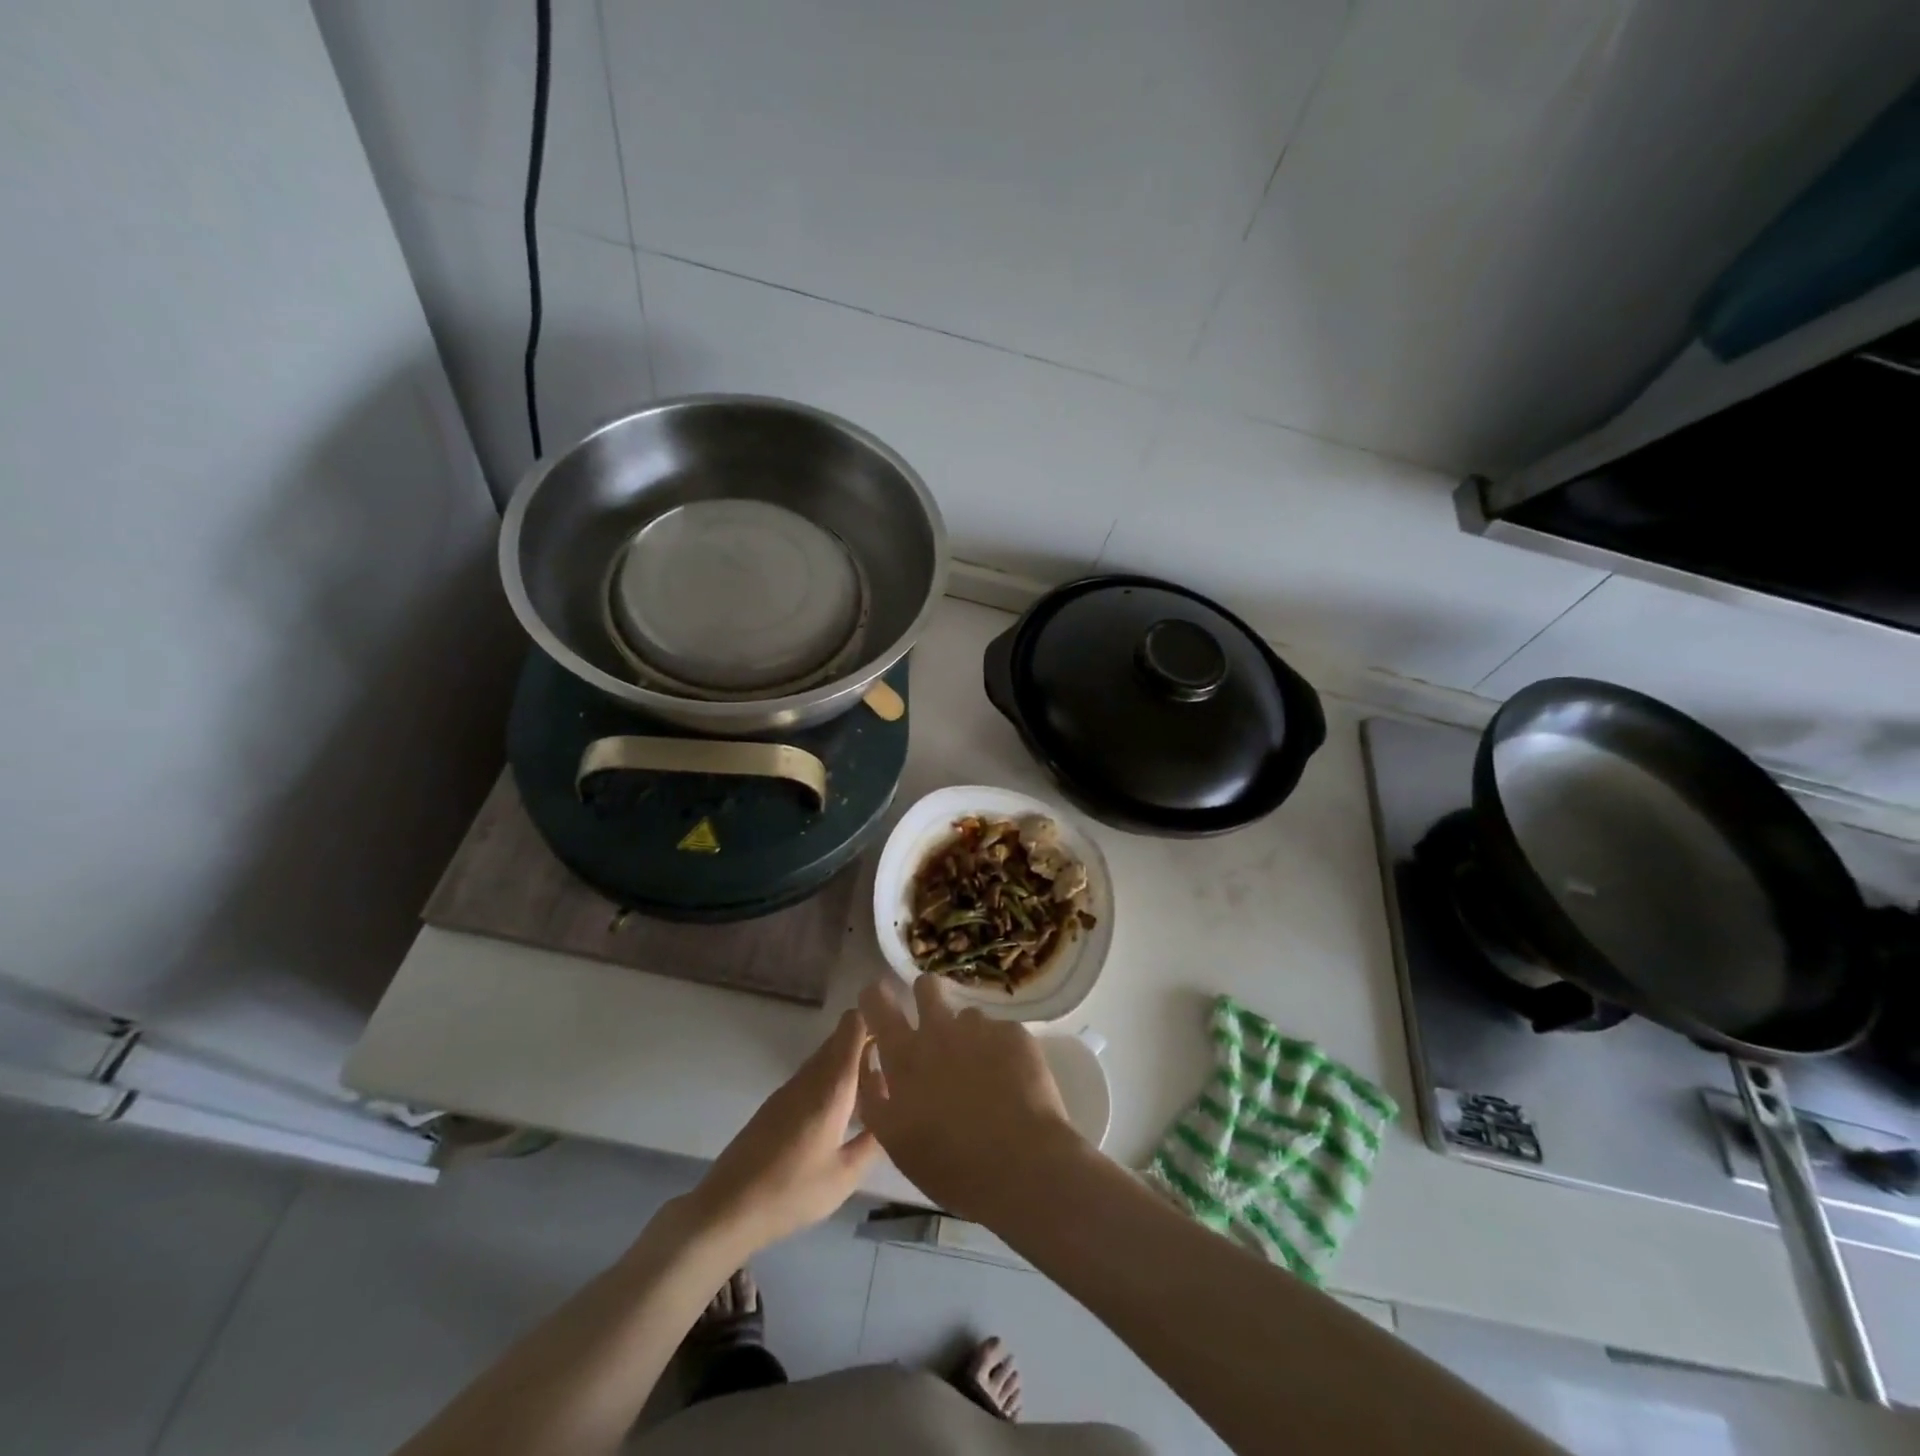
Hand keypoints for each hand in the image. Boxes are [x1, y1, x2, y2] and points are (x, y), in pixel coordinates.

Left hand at [684, 1009, 878, 1254]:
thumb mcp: (845, 1175)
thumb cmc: (792, 1191)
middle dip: (870, 1043)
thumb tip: (897, 1116)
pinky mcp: (777, 1103)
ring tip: (879, 1090)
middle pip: (842, 1039)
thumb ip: (875, 1141)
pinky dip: (834, 1082)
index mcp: (832, 1085)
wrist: (728, 1208)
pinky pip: (814, 1076)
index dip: (876, 1016)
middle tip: (900, 1064)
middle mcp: (811, 1076)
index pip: (853, 1026)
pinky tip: (846, 1112)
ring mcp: (791, 1088)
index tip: (900, 1024)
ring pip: (828, 1059)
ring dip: (852, 1064)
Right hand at [856, 976, 1079, 1220]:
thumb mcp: (896, 1141)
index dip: (875, 997)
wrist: (1021, 1165)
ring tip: (983, 1071)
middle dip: (925, 995)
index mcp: (905, 1056)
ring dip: (968, 1035)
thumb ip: (877, 1098)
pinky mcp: (1014, 1033)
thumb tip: (874, 1068)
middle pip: (926, 987)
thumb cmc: (950, 1165)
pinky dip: (1001, 1052)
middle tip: (934, 1024)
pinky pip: (1001, 1034)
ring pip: (967, 1016)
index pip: (878, 1003)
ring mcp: (980, 1028)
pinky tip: (1012, 1083)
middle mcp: (939, 1030)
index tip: (878, 999)